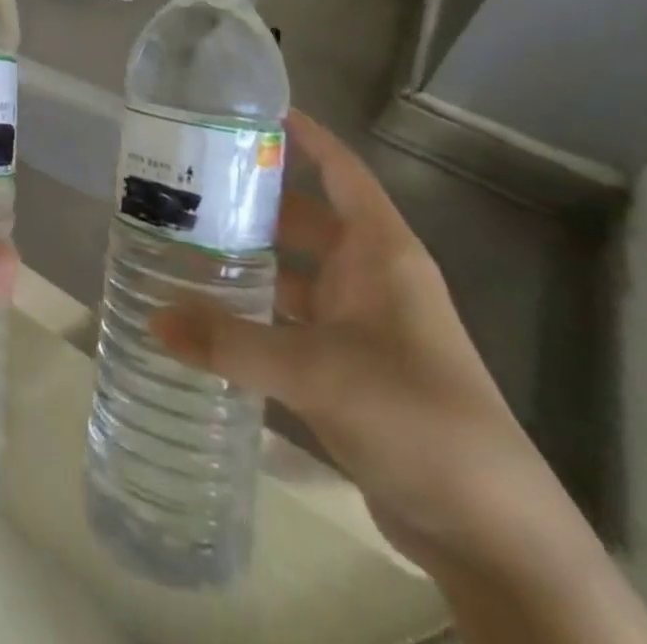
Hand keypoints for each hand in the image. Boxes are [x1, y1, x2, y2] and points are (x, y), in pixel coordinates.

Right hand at [151, 109, 554, 574]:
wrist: (493, 537)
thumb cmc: (417, 419)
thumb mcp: (317, 371)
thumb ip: (231, 343)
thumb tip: (153, 319)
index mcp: (381, 253)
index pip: (341, 171)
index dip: (305, 136)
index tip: (252, 110)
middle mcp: (370, 278)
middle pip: (303, 219)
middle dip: (251, 201)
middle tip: (186, 184)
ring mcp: (360, 325)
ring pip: (292, 273)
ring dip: (247, 260)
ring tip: (181, 243)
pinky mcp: (348, 369)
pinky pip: (290, 321)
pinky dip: (253, 313)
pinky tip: (207, 313)